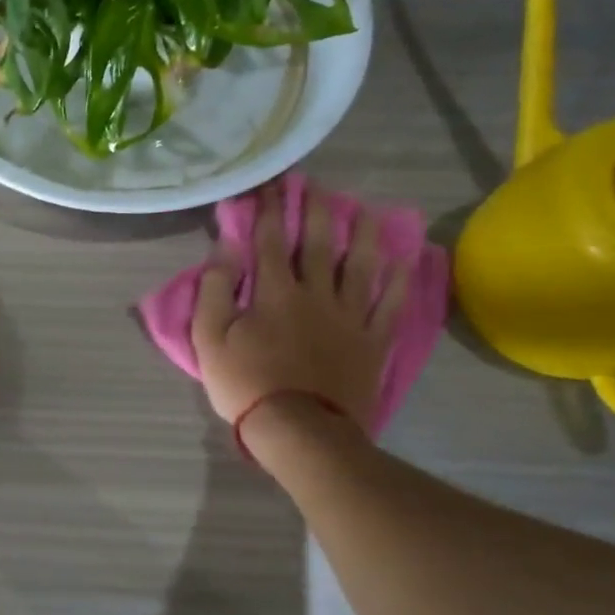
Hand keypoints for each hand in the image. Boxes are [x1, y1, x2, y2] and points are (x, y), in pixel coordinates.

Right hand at [191, 186, 410, 438]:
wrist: (300, 432)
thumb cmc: (247, 384)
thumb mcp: (209, 339)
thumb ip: (215, 290)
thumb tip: (225, 249)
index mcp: (274, 292)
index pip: (270, 239)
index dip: (269, 208)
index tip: (270, 183)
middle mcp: (315, 294)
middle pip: (318, 243)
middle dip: (315, 209)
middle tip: (316, 184)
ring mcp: (349, 317)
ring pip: (360, 265)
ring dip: (362, 234)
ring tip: (364, 209)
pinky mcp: (372, 341)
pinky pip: (390, 305)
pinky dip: (399, 280)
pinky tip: (404, 259)